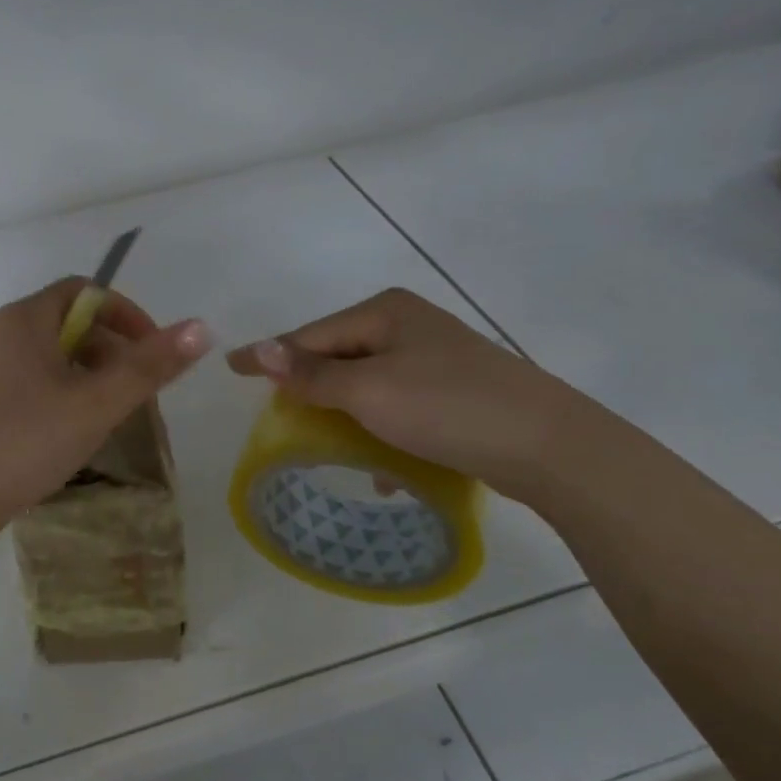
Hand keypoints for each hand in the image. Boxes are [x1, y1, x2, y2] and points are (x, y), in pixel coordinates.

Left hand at [0, 278, 212, 518]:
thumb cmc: (29, 440)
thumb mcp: (98, 403)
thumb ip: (150, 365)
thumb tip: (202, 328)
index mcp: (25, 319)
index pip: (84, 291)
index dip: (125, 313)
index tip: (152, 350)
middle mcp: (1, 331)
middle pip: (68, 320)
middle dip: (111, 346)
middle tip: (135, 387)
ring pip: (50, 352)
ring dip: (88, 370)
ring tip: (109, 410)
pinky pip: (31, 375)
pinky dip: (62, 387)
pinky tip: (72, 426)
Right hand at [226, 288, 605, 500]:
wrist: (550, 446)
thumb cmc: (447, 407)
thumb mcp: (368, 391)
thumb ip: (310, 374)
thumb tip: (257, 349)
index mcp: (385, 311)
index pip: (311, 335)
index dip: (270, 356)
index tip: (230, 369)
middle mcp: (409, 325)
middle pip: (339, 356)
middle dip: (310, 388)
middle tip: (278, 415)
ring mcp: (436, 357)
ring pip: (368, 384)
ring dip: (345, 415)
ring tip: (325, 446)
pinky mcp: (456, 390)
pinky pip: (399, 405)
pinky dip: (382, 430)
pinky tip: (383, 469)